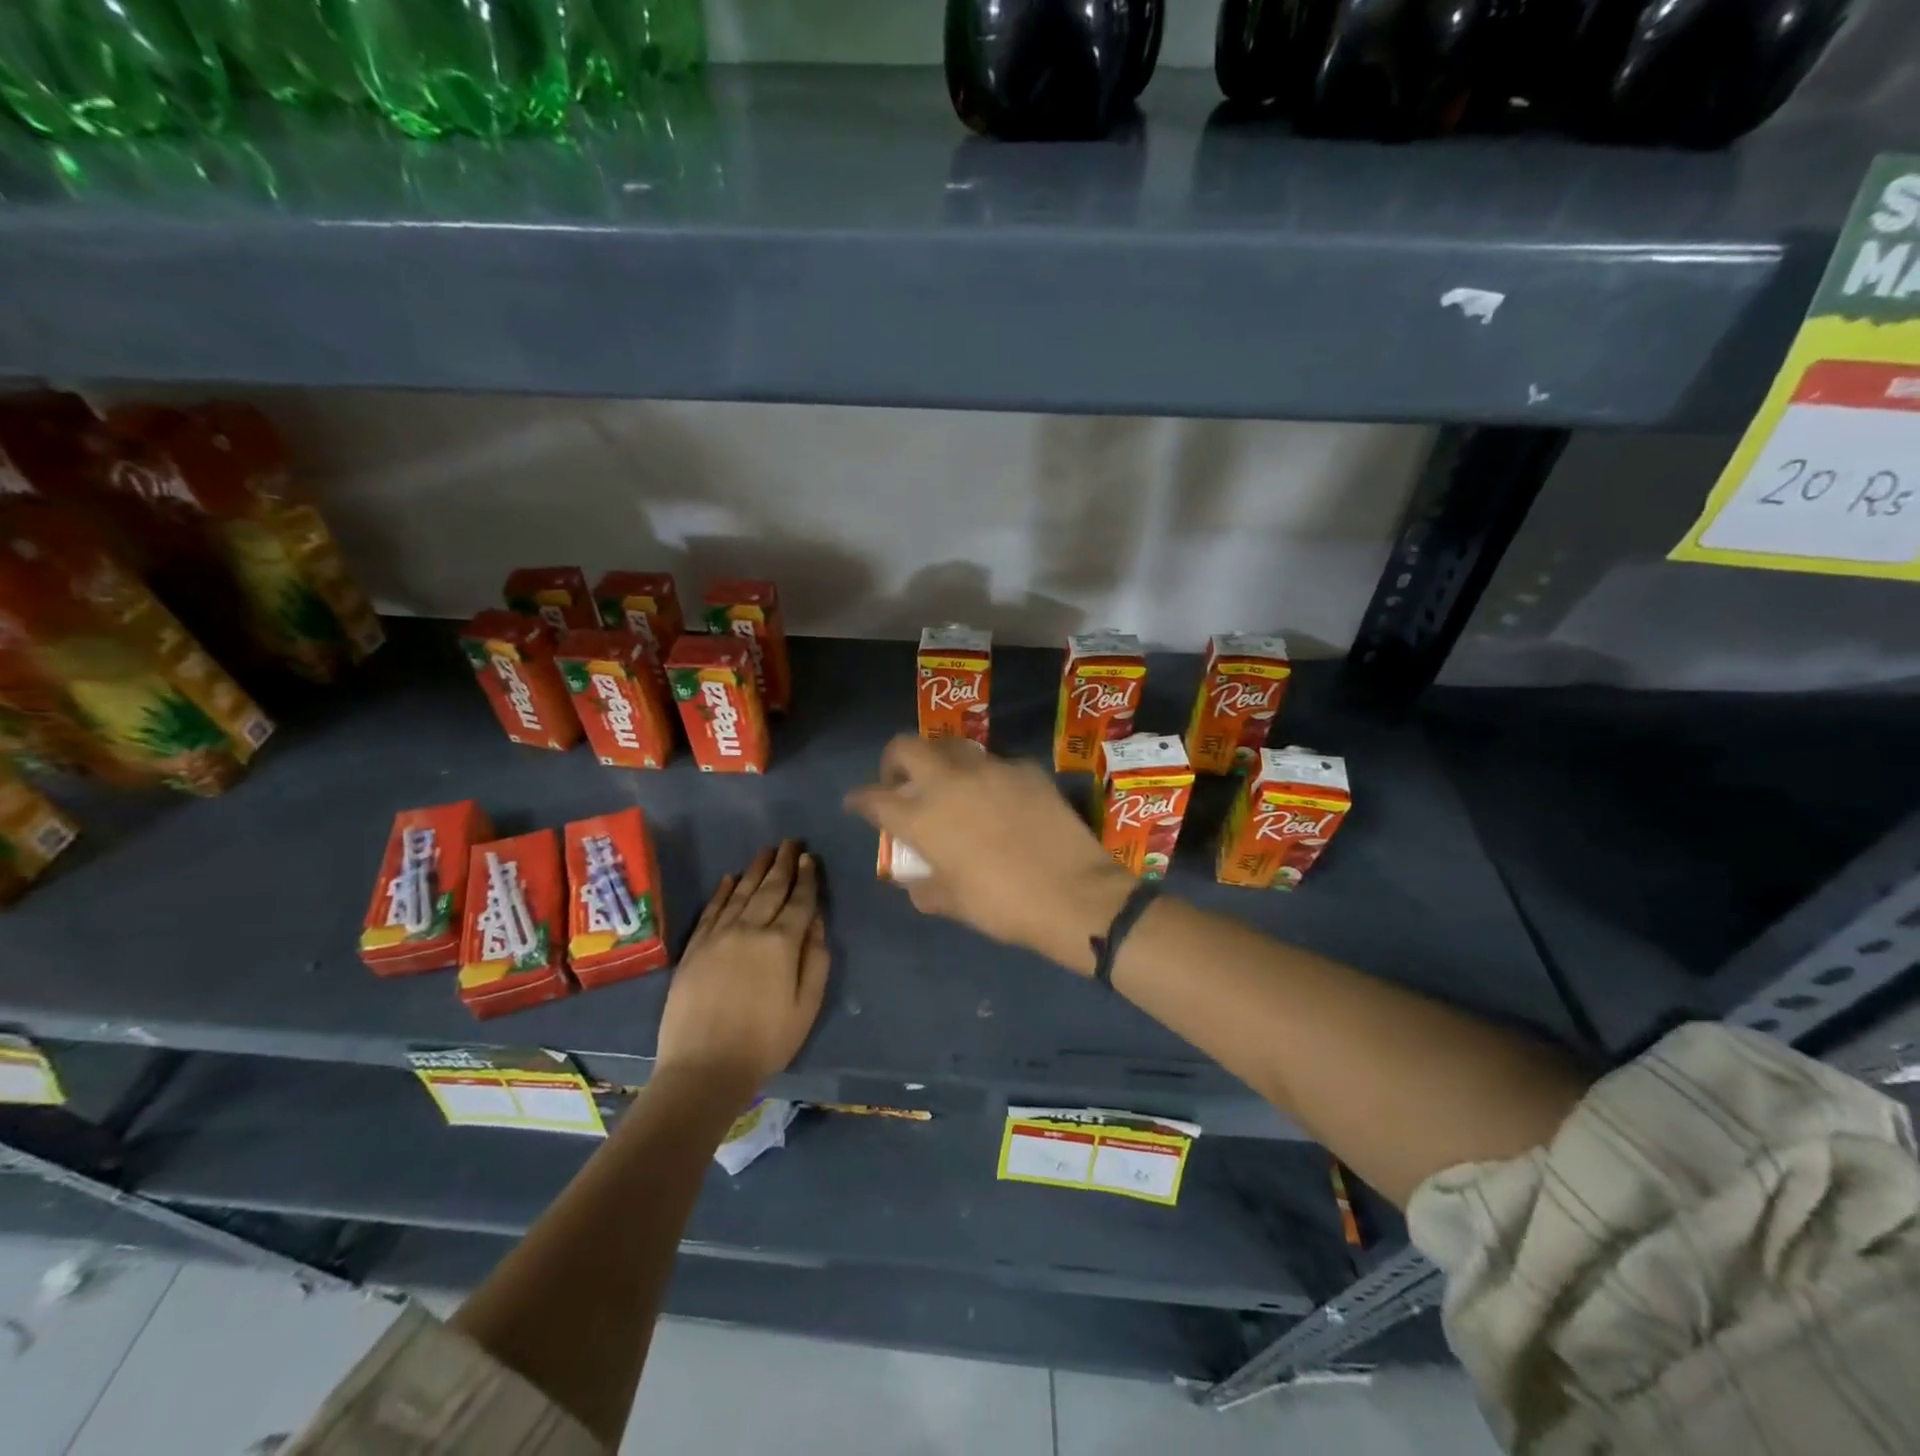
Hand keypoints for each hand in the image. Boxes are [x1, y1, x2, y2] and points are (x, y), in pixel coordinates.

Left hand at [655, 840, 828, 1099]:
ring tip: (767, 851)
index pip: (799, 901)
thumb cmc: (766, 1041)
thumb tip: (817, 921)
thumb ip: (816, 959)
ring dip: (756, 869)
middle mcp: (749, 929)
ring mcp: (718, 936)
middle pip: (770, 888)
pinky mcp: (694, 949)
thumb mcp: (807, 1005)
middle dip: (783, 863)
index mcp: (781, 943)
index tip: (810, 858)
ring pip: (741, 893)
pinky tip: (730, 878)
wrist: (704, 1068)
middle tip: (791, 842)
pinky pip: (712, 910)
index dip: (807, 878)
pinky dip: (723, 892)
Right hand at [845, 736, 1133, 975]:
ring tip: (947, 783)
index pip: (875, 799)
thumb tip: (914, 880)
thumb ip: (924, 887)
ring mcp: (990, 769)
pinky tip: (998, 797)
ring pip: (951, 746)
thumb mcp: (953, 904)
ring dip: (939, 760)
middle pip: (906, 747)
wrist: (1074, 895)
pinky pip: (995, 763)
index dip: (859, 800)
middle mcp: (950, 782)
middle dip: (893, 760)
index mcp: (924, 817)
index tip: (855, 803)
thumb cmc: (1004, 906)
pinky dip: (985, 776)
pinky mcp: (1025, 768)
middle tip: (900, 780)